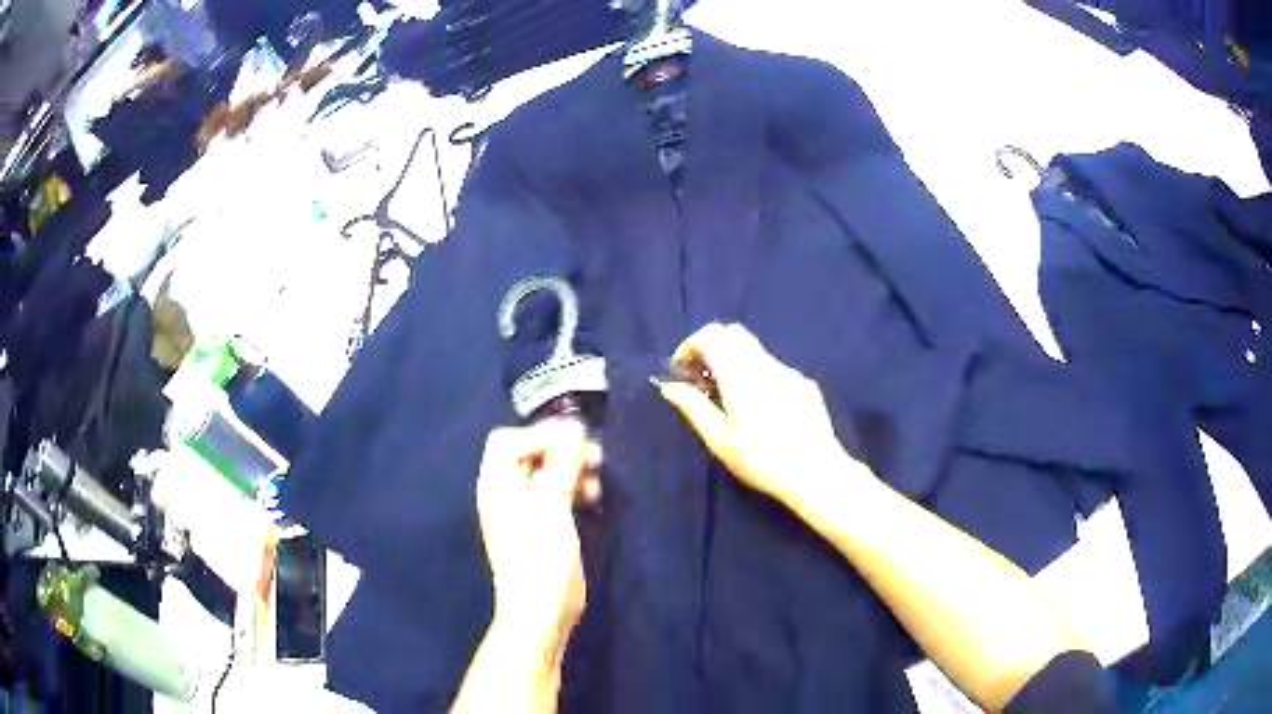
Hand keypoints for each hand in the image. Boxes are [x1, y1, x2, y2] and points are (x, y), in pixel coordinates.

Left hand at [476, 420, 600, 651]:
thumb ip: (561, 464)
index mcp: (496, 485)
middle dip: (562, 451)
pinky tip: (592, 500)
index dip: (539, 435)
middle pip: (528, 453)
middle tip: (594, 459)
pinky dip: (573, 489)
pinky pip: (555, 494)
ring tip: (596, 483)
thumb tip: (573, 429)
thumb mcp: (552, 507)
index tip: (574, 444)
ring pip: (545, 473)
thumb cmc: (541, 559)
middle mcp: (505, 493)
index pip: (508, 440)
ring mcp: (523, 511)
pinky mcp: (541, 527)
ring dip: (572, 470)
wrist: (541, 612)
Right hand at [658, 323, 858, 507]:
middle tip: (701, 378)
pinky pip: (773, 367)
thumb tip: (669, 386)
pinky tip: (760, 408)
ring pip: (754, 350)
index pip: (711, 335)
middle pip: (733, 333)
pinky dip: (755, 374)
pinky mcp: (804, 384)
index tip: (681, 370)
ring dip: (734, 360)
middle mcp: (765, 364)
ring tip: (727, 396)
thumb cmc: (762, 461)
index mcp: (741, 374)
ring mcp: (788, 372)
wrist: (816, 472)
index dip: (690, 345)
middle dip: (711, 347)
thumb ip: (694, 407)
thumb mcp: (720, 440)